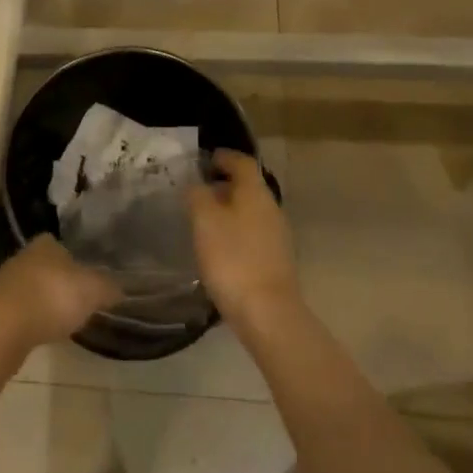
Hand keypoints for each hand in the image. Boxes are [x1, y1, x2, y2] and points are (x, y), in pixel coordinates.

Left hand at [0, 236, 120, 348]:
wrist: (1, 327)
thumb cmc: (51, 296)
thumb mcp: (92, 290)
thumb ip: (108, 288)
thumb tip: (121, 289)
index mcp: (46, 243)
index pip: (64, 246)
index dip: (77, 262)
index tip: (88, 280)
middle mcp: (24, 257)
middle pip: (47, 268)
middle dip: (60, 283)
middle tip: (78, 302)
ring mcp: (6, 284)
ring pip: (32, 290)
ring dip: (44, 303)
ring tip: (61, 321)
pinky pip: (20, 313)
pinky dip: (31, 321)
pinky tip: (40, 334)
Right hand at [188, 150, 295, 326]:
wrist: (268, 314)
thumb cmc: (233, 259)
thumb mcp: (204, 221)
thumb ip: (197, 196)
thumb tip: (195, 184)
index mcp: (255, 192)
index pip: (242, 162)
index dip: (224, 157)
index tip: (205, 160)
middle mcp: (271, 208)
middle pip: (248, 187)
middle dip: (224, 185)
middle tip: (197, 191)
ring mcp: (277, 236)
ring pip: (250, 211)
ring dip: (229, 210)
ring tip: (204, 221)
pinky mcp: (276, 261)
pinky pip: (253, 234)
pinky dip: (236, 232)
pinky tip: (219, 248)